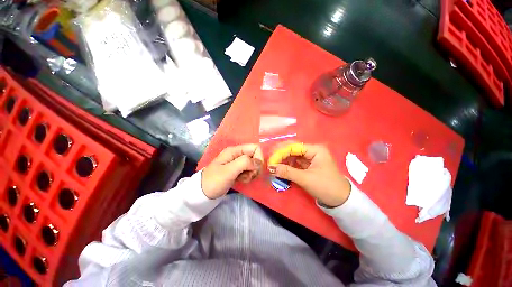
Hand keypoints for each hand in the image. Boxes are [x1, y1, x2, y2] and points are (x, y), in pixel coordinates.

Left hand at [202, 144, 263, 198]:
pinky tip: (241, 180)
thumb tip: (259, 162)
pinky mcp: (238, 170)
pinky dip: (248, 176)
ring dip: (251, 173)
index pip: (255, 147)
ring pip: (253, 165)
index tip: (255, 169)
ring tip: (243, 179)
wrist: (203, 192)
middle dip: (255, 167)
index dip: (258, 157)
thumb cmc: (215, 180)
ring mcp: (238, 162)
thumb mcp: (229, 170)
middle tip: (248, 175)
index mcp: (235, 150)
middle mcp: (237, 154)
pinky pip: (249, 171)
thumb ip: (245, 163)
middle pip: (255, 156)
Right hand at [268, 144, 350, 206]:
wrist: (340, 200)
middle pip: (292, 149)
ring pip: (292, 156)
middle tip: (270, 161)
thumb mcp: (306, 179)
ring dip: (283, 160)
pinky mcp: (308, 165)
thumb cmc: (326, 187)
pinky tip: (280, 168)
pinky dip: (287, 166)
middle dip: (281, 155)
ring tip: (273, 165)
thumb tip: (271, 168)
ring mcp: (310, 158)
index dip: (281, 152)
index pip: (294, 146)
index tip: (271, 160)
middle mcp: (312, 151)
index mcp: (315, 150)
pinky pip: (295, 163)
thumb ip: (287, 172)